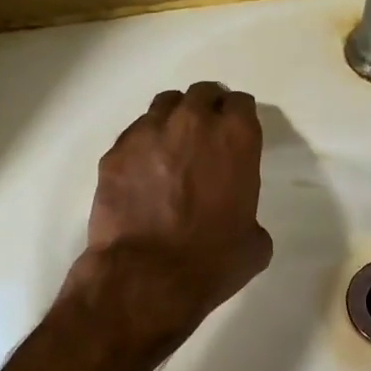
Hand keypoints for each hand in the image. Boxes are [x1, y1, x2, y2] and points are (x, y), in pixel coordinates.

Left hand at [68, 81, 272, 350]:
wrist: (147, 277)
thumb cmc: (212, 261)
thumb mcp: (254, 242)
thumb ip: (249, 212)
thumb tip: (236, 216)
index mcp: (236, 138)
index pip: (241, 103)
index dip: (239, 117)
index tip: (237, 133)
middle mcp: (193, 123)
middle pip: (202, 93)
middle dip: (208, 108)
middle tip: (206, 135)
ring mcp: (148, 133)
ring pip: (165, 105)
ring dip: (174, 118)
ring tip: (173, 145)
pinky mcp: (115, 152)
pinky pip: (134, 134)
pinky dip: (143, 145)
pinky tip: (144, 172)